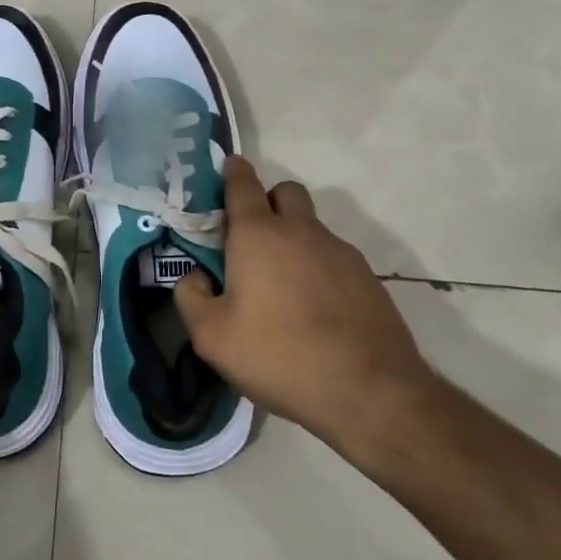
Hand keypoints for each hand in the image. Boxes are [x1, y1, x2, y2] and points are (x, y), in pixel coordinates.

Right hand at [174, 157, 434, 468]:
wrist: (369, 391)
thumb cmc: (279, 355)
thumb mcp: (212, 338)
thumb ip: (191, 298)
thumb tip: (194, 277)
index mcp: (258, 235)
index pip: (242, 184)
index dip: (232, 172)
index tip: (227, 168)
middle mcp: (300, 231)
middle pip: (285, 192)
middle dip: (267, 201)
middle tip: (252, 237)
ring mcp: (339, 252)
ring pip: (311, 226)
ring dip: (294, 238)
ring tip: (282, 285)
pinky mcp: (367, 277)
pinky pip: (333, 257)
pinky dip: (318, 268)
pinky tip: (313, 308)